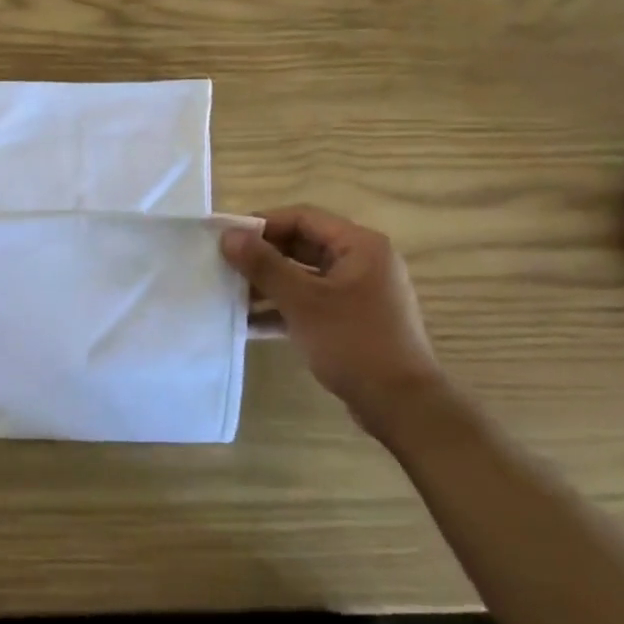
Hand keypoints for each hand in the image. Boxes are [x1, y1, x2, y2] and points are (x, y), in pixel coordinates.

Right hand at [221, 207, 442, 412]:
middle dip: (262, 257)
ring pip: (304, 276)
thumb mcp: (302, 301)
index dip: (261, 224)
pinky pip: (310, 302)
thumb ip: (264, 265)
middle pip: (302, 246)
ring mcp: (358, 293)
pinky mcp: (351, 320)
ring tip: (229, 295)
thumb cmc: (353, 342)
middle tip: (222, 265)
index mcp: (360, 246)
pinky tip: (249, 323)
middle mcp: (362, 262)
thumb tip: (228, 236)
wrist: (401, 405)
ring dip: (268, 284)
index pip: (302, 218)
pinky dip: (282, 308)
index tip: (225, 237)